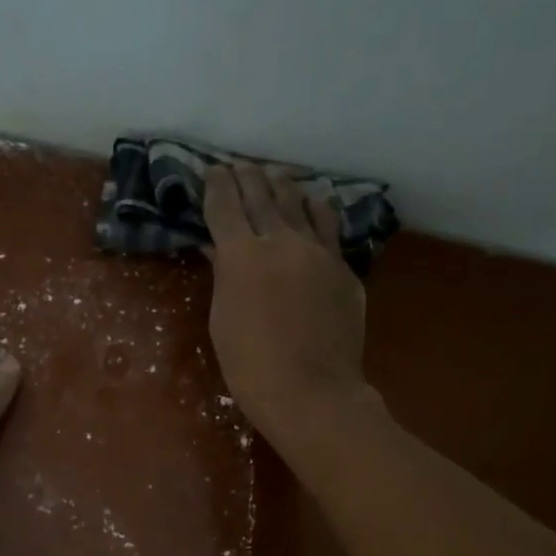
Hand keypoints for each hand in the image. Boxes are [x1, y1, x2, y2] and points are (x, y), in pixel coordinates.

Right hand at [202, 162, 375, 446]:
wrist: (311, 391)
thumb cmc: (250, 365)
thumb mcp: (223, 319)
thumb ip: (224, 275)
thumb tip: (220, 248)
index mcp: (242, 255)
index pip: (225, 207)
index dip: (216, 186)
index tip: (212, 171)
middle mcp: (281, 241)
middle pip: (262, 197)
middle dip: (248, 177)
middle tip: (239, 164)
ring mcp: (318, 252)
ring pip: (300, 205)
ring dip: (283, 186)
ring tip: (275, 175)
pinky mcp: (343, 268)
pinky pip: (329, 228)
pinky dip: (317, 210)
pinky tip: (315, 203)